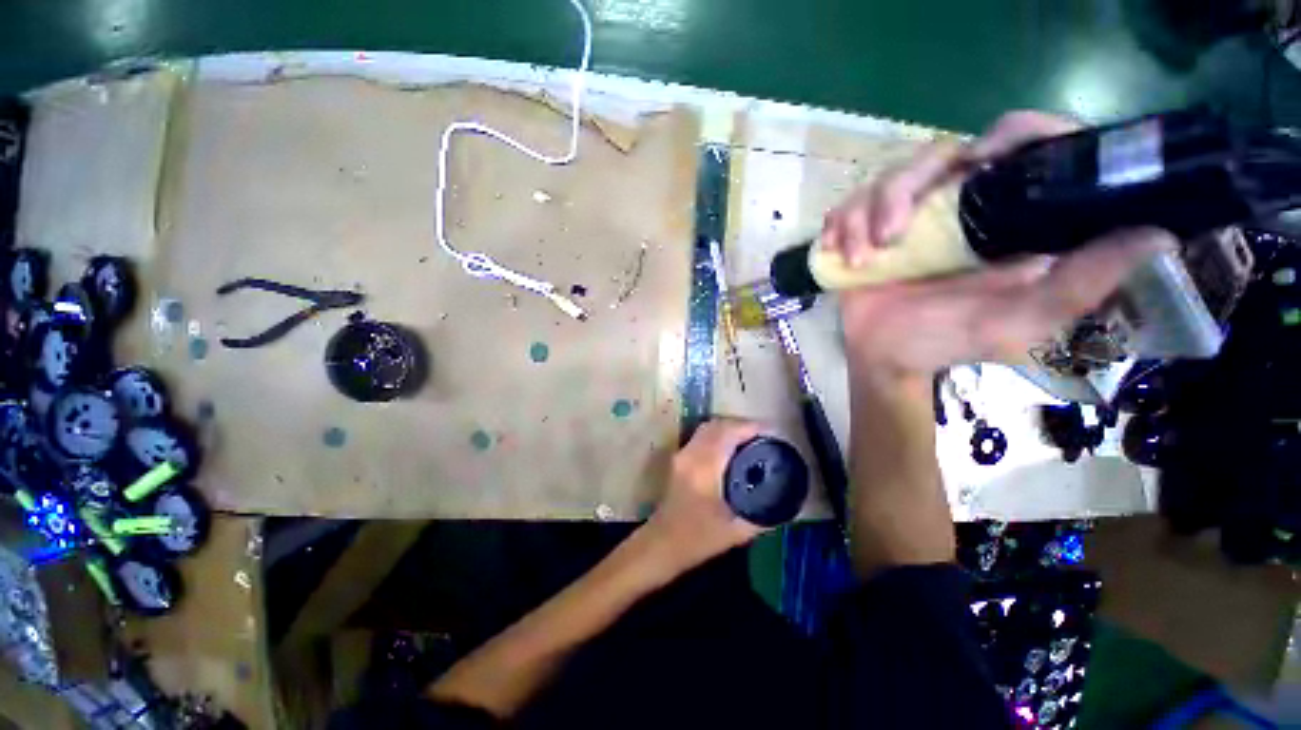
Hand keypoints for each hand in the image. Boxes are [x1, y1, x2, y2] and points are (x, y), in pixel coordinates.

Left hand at [642, 420, 765, 570]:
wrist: (662, 543)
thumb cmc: (697, 539)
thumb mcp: (735, 532)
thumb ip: (762, 517)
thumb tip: (787, 507)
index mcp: (704, 467)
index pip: (728, 433)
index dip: (750, 427)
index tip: (771, 431)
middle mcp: (691, 454)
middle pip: (717, 425)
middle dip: (741, 424)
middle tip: (763, 435)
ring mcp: (682, 454)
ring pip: (707, 427)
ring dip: (729, 427)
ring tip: (750, 439)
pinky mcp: (679, 458)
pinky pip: (701, 436)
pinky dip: (718, 434)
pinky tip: (731, 447)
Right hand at [826, 110, 1175, 375]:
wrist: (883, 355)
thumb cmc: (946, 341)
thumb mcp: (1020, 322)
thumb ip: (1080, 285)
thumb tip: (1159, 234)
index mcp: (1006, 215)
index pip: (1023, 144)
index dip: (1011, 135)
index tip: (982, 161)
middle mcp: (958, 203)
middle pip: (937, 153)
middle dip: (904, 191)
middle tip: (890, 237)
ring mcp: (908, 215)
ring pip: (884, 178)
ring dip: (864, 217)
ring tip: (863, 260)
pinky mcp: (867, 228)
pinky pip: (849, 204)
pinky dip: (839, 225)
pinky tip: (840, 253)